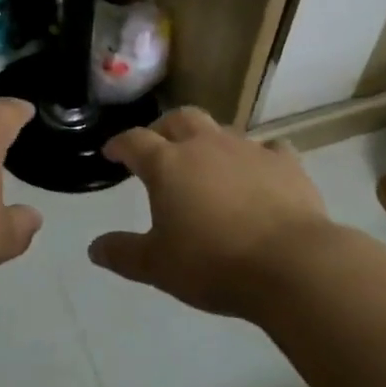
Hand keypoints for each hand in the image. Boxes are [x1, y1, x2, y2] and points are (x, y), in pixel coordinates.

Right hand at [91, 107, 332, 318]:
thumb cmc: (214, 264)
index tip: (111, 153)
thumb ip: (123, 254)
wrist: (292, 264)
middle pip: (179, 119)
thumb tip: (94, 248)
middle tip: (158, 145)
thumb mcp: (158, 267)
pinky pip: (269, 149)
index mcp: (168, 164)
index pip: (134, 142)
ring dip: (209, 140)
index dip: (120, 145)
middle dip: (164, 128)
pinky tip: (260, 171)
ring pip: (222, 129)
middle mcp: (205, 146)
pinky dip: (258, 156)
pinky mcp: (286, 163)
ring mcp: (248, 149)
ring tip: (207, 161)